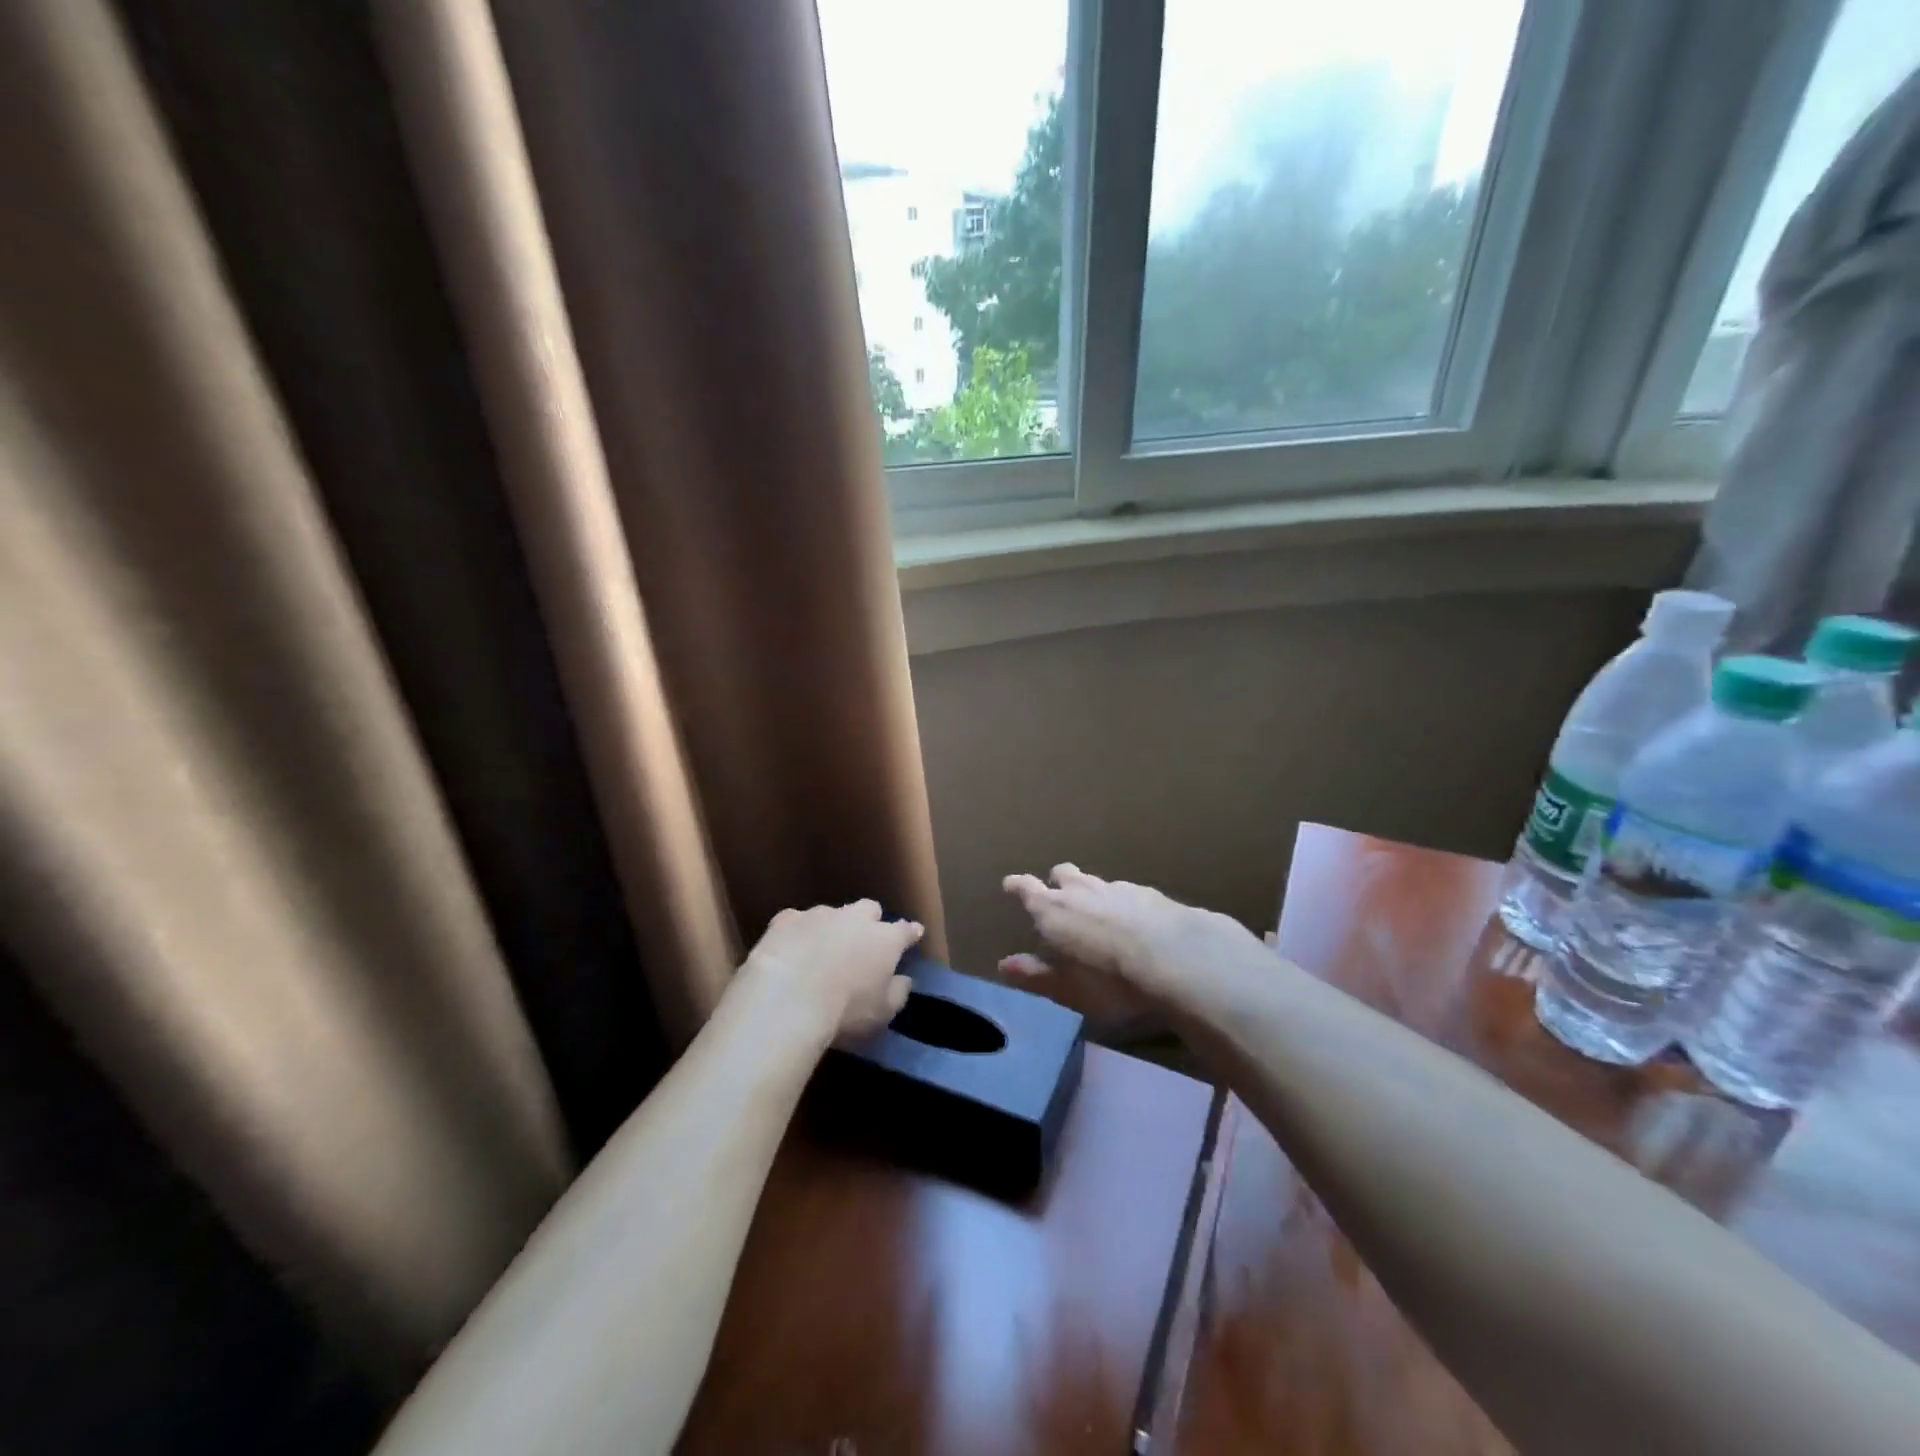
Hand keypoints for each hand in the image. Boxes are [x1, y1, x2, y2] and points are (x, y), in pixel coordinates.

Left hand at [739, 900, 921, 1048]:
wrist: (788, 999)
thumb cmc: (845, 1011)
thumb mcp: (883, 1012)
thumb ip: (898, 992)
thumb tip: (903, 979)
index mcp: (885, 940)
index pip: (905, 930)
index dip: (910, 932)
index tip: (914, 932)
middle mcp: (855, 919)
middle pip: (869, 909)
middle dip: (869, 920)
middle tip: (863, 941)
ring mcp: (819, 915)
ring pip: (832, 912)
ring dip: (832, 927)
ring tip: (821, 950)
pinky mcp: (786, 920)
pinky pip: (797, 920)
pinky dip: (798, 932)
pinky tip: (791, 947)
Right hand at [1000, 864, 1272, 1021]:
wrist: (1175, 957)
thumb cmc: (1110, 979)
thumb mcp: (1067, 988)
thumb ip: (1035, 975)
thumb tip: (1004, 965)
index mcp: (1053, 910)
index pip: (1027, 890)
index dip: (1018, 886)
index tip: (1010, 883)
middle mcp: (1081, 891)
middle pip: (1063, 875)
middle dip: (1057, 882)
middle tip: (1057, 895)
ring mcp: (1117, 888)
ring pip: (1096, 881)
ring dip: (1091, 891)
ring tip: (1096, 909)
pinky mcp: (1149, 893)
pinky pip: (1127, 892)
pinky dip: (1122, 902)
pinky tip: (1133, 919)